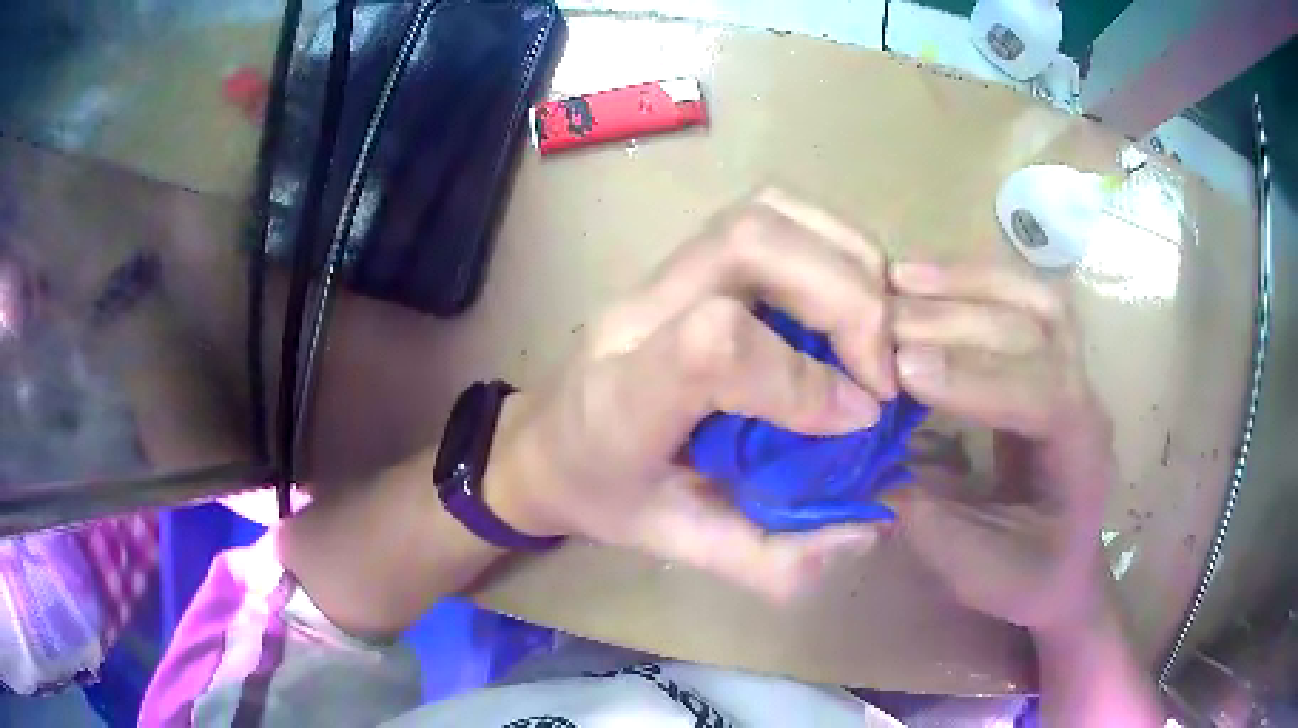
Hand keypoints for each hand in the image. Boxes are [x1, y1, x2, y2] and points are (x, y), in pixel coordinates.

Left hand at [491, 190, 895, 599]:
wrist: (543, 443)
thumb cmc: (603, 494)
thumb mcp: (679, 545)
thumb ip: (769, 558)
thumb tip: (866, 528)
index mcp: (623, 397)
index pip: (713, 344)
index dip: (801, 376)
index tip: (855, 418)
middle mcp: (639, 314)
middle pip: (750, 243)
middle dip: (847, 300)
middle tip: (881, 373)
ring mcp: (658, 274)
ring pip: (763, 214)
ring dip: (845, 260)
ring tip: (878, 329)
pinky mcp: (684, 259)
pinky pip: (768, 214)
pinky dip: (828, 242)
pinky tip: (852, 293)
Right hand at [888, 262, 1116, 634]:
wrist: (1064, 568)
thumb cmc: (1028, 576)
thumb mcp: (975, 569)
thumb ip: (926, 521)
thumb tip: (864, 464)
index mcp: (1080, 452)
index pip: (1042, 394)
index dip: (977, 378)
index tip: (904, 368)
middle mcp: (1085, 395)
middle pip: (1037, 330)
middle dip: (960, 321)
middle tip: (883, 320)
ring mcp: (1070, 368)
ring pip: (1033, 299)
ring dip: (968, 282)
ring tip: (900, 278)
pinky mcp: (1046, 358)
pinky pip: (1020, 300)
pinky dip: (972, 280)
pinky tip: (924, 279)